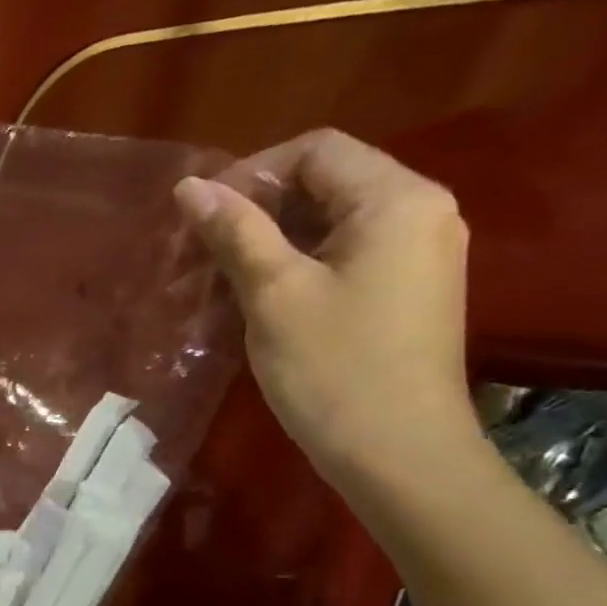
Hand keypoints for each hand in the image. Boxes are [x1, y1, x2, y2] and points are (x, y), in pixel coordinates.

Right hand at [173, 129, 482, 491]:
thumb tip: (190, 185)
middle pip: (320, 186)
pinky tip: (247, 305)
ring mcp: (413, 256)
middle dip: (250, 215)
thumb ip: (235, 231)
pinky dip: (289, 271)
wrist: (398, 455)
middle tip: (194, 259)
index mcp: (395, 200)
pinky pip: (338, 260)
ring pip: (324, 227)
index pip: (315, 150)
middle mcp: (416, 214)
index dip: (250, 174)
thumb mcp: (274, 293)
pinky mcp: (401, 293)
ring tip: (209, 289)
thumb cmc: (334, 368)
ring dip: (262, 248)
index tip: (201, 220)